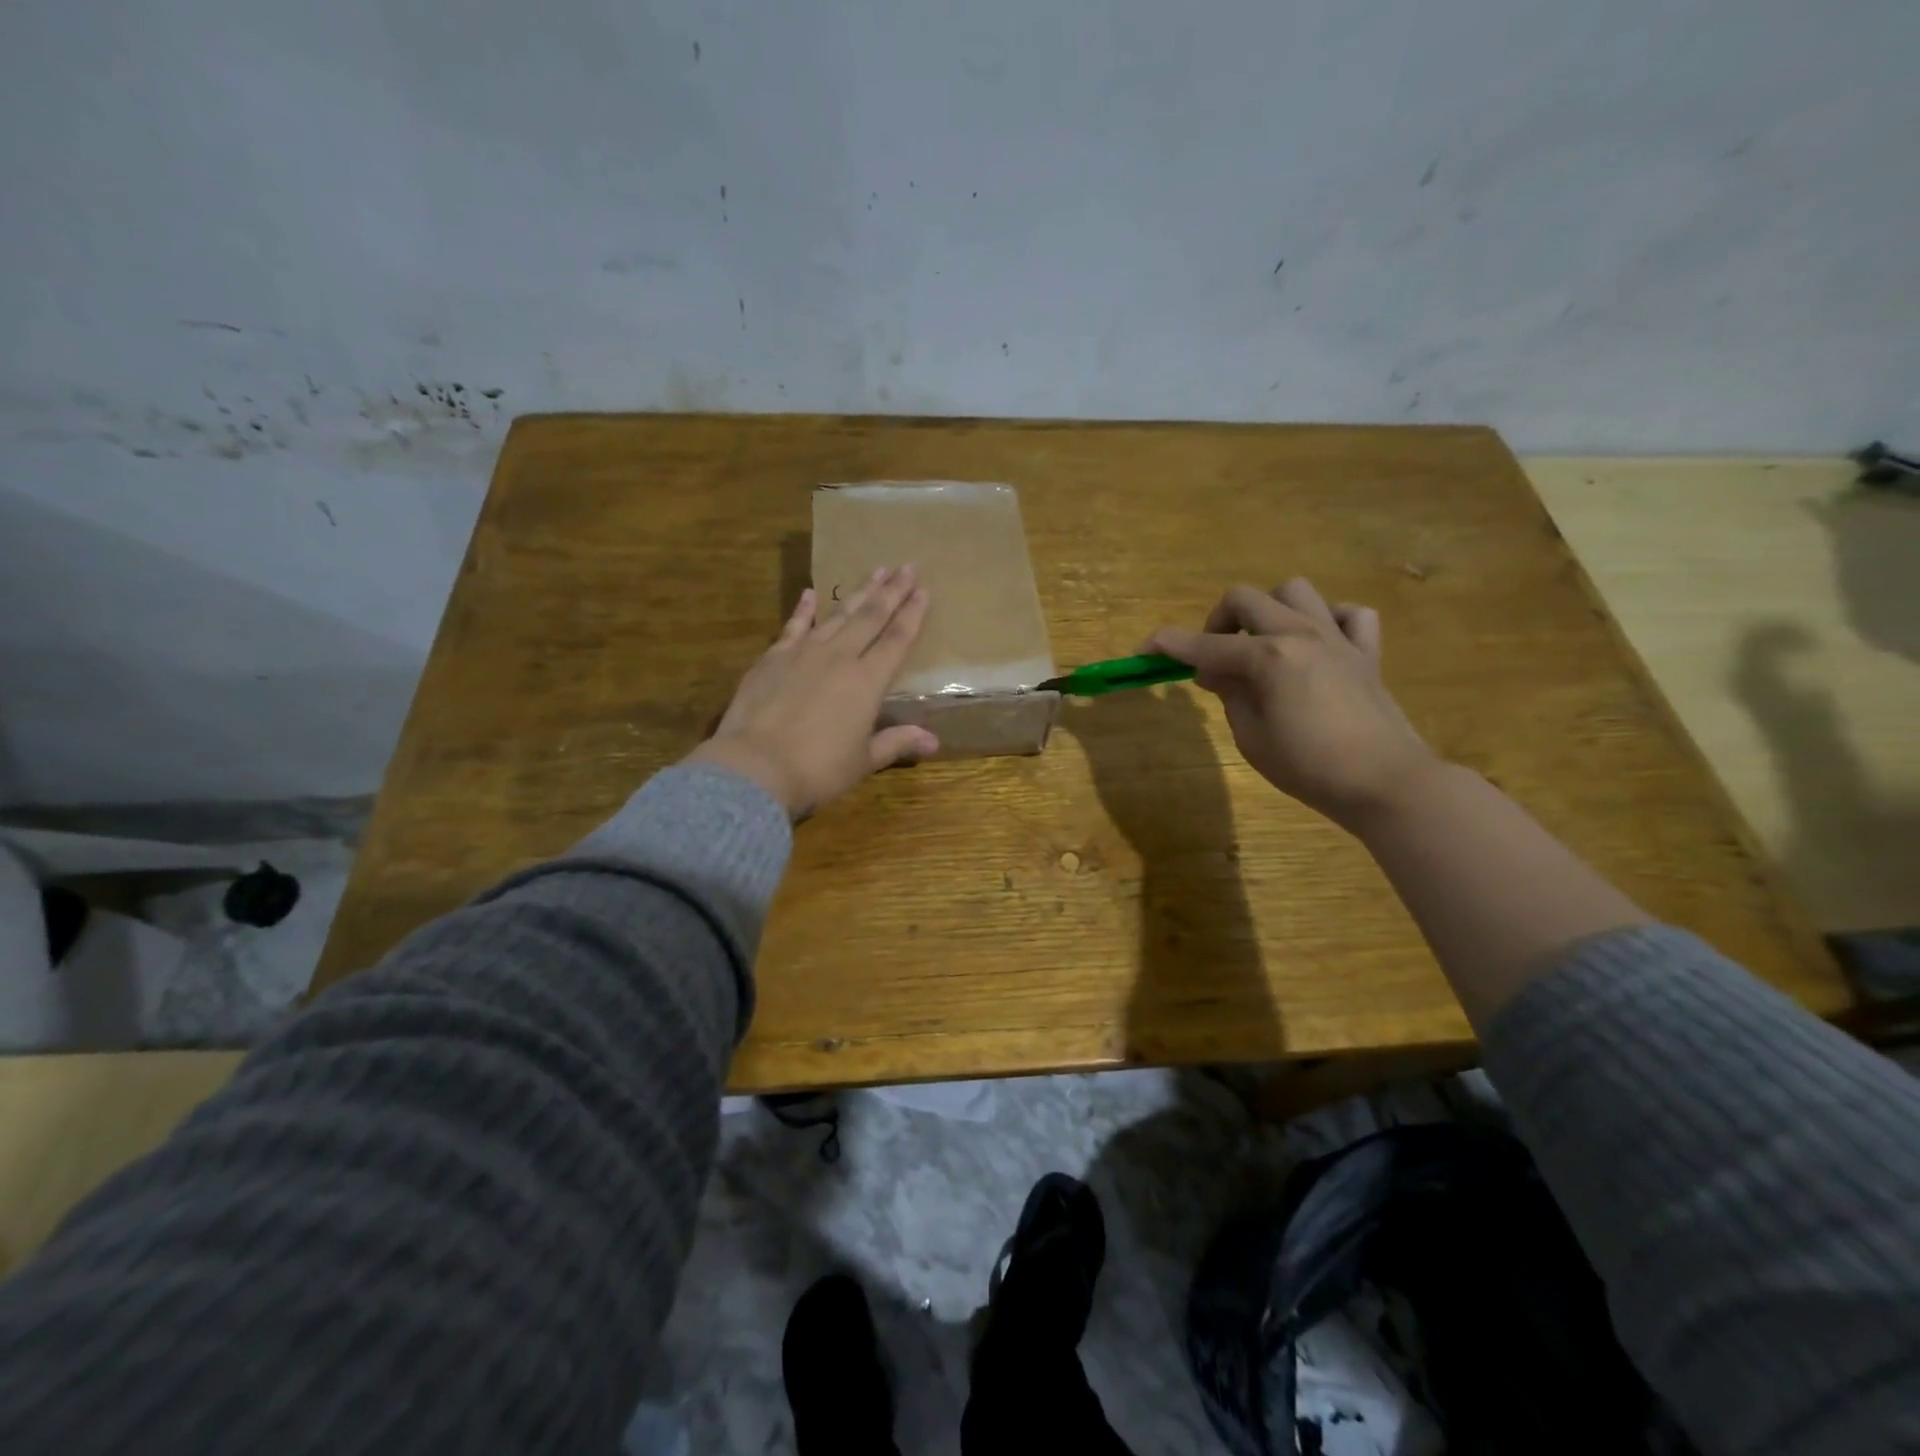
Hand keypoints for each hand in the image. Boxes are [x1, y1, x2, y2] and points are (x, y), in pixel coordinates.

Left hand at [687, 566, 939, 818]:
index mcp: (868, 682)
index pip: (896, 640)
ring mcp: (803, 652)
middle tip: (906, 567)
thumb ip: (897, 743)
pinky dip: (803, 609)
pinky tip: (810, 593)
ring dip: (858, 592)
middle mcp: (840, 657)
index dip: (912, 615)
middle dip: (891, 591)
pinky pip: (793, 625)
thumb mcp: (863, 761)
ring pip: (837, 614)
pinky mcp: (773, 657)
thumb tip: (934, 741)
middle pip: (870, 617)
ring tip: (874, 571)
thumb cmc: (817, 769)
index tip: (923, 590)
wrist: (755, 767)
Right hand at [1148, 579, 1438, 830]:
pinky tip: (1317, 647)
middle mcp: (1300, 634)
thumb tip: (1213, 671)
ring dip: (1269, 612)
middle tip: (1213, 656)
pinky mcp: (1366, 653)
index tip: (1144, 649)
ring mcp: (1337, 639)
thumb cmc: (1309, 767)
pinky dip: (1328, 621)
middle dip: (1217, 621)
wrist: (1384, 782)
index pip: (1203, 645)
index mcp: (1268, 657)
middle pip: (1245, 598)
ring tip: (1263, 645)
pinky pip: (1349, 614)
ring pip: (1295, 591)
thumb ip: (1230, 695)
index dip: (1167, 645)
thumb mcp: (1251, 737)